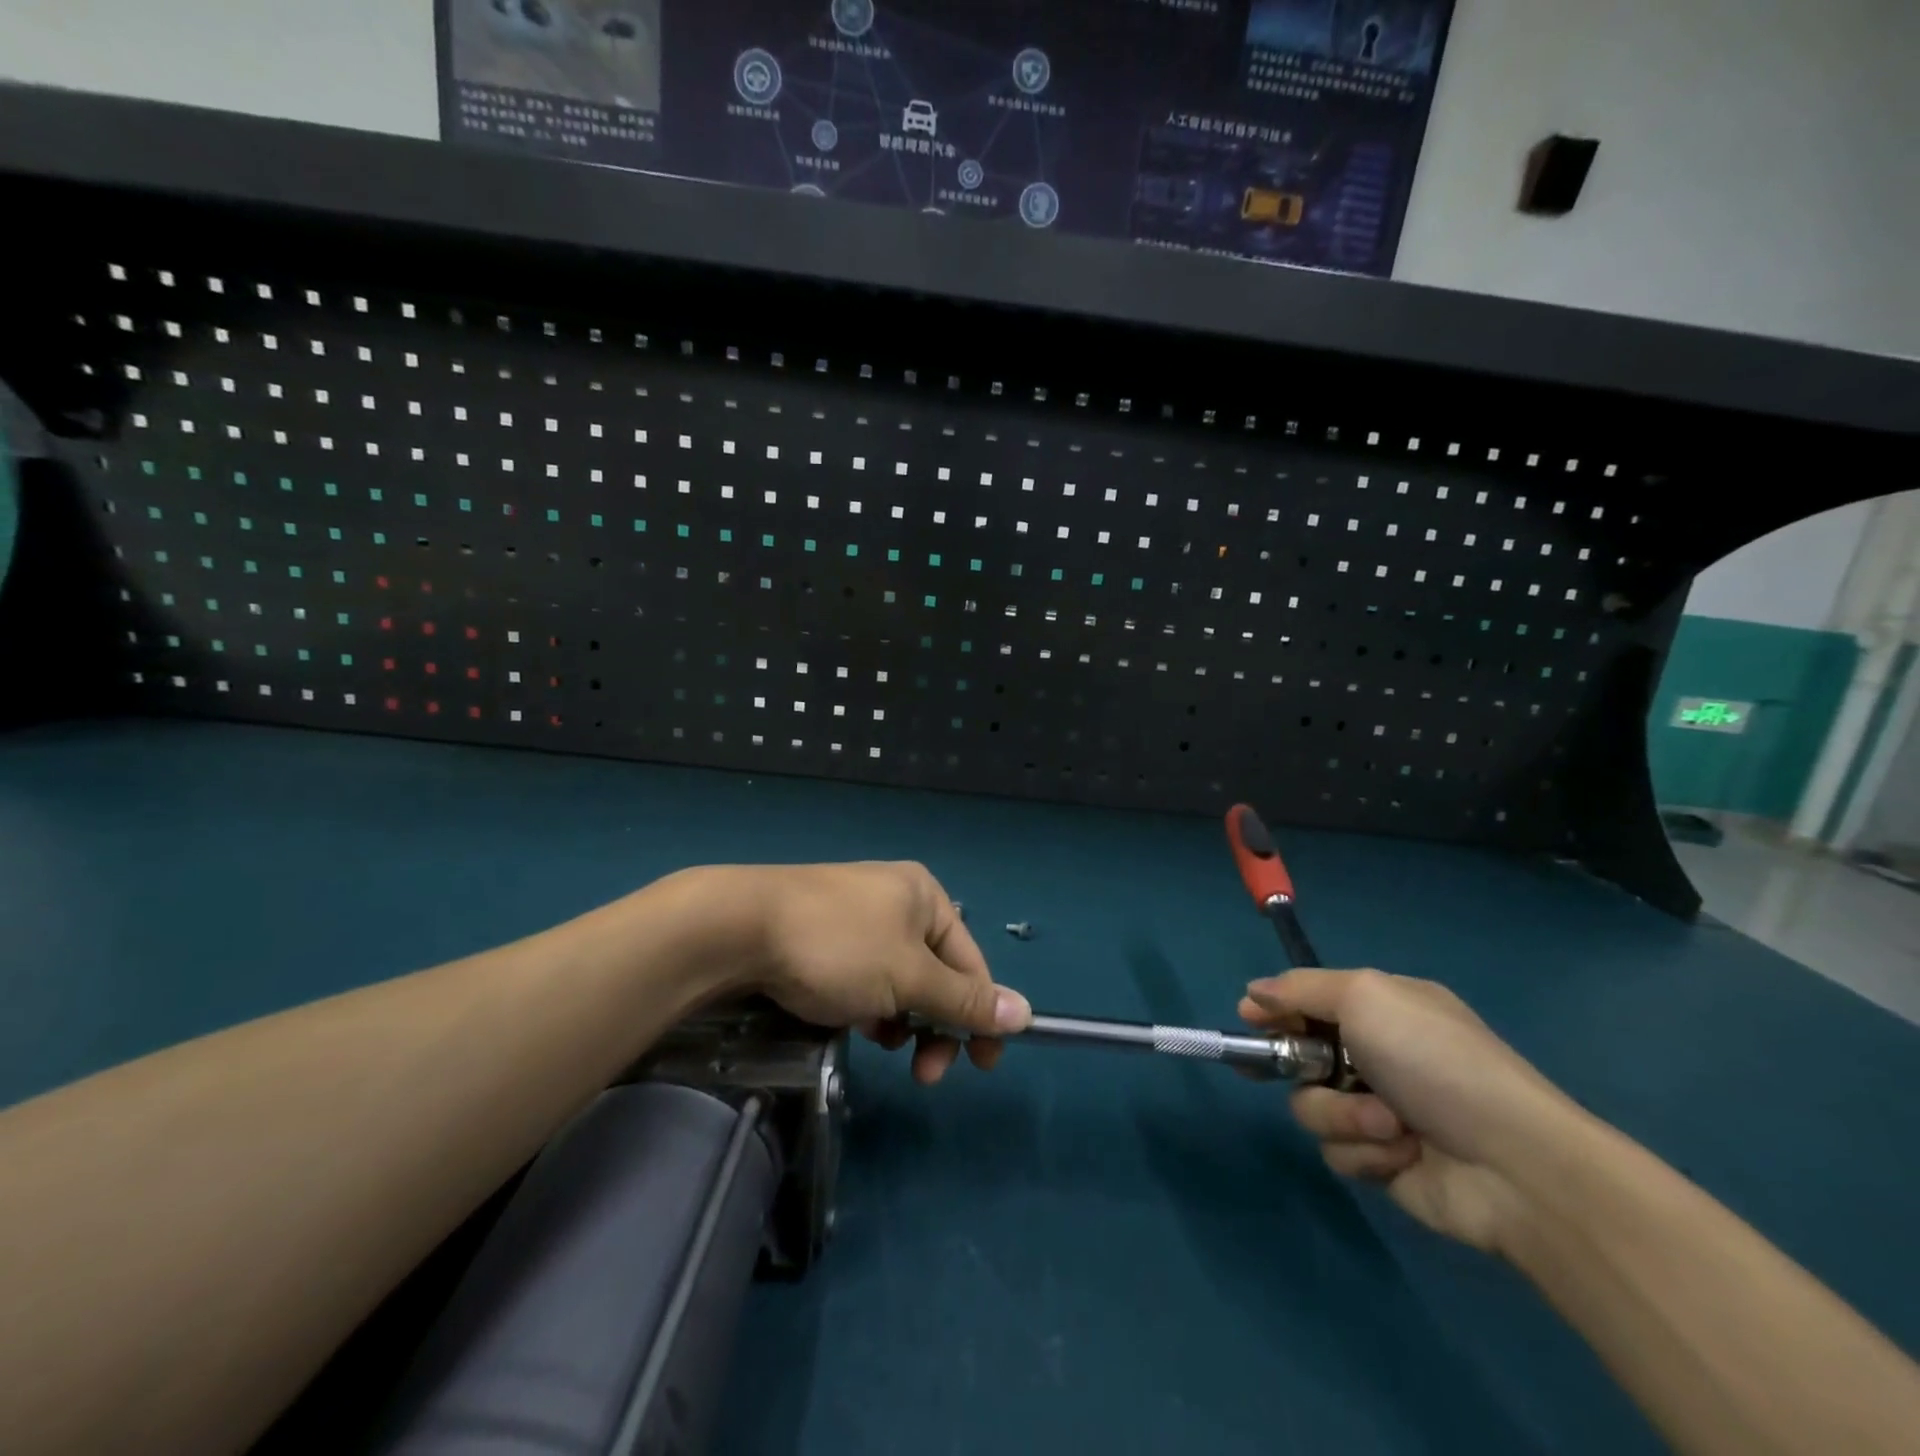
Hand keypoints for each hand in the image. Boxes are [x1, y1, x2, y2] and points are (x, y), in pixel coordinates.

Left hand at [727, 861, 1031, 1083]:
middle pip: (936, 973)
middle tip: (924, 1072)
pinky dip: (868, 1004)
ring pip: (898, 979)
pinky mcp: (824, 934)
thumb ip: (964, 1000)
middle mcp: (896, 899)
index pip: (971, 962)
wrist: (740, 927)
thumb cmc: (839, 946)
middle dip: (935, 1025)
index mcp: (925, 896)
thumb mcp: (909, 977)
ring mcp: (857, 915)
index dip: (980, 1014)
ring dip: (901, 1018)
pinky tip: (852, 1021)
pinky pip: (865, 975)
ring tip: (881, 1041)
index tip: (982, 1066)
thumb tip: (1024, 1013)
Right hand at [1239, 969, 1578, 1252]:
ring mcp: (1378, 1110)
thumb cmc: (1435, 1061)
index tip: (1251, 1019)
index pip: (1309, 1000)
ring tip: (1389, 1124)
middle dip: (1302, 1067)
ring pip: (1310, 1106)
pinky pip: (1336, 1151)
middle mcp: (1377, 1056)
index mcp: (1382, 1010)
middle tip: (1312, 1072)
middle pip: (1299, 1055)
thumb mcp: (1366, 997)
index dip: (1276, 1009)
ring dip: (1342, 1115)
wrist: (1514, 1164)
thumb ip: (1301, 989)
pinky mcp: (1381, 1162)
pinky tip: (1402, 1152)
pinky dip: (1364, 1151)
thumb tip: (1253, 991)